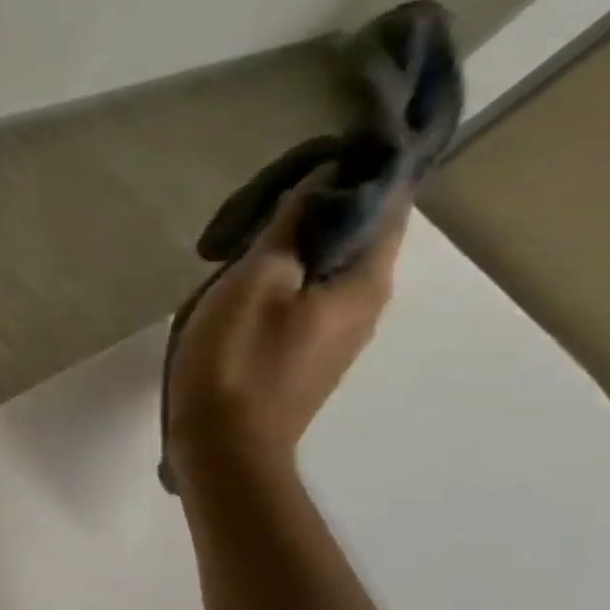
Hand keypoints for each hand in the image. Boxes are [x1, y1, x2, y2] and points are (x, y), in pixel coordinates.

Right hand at [167, 169, 409, 491]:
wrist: (224, 448)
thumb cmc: (234, 363)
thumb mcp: (254, 284)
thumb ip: (289, 229)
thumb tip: (321, 181)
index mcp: (364, 279)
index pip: (385, 202)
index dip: (357, 173)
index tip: (309, 162)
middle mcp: (366, 303)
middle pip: (355, 236)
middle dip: (313, 212)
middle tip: (253, 211)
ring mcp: (337, 336)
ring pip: (326, 269)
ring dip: (290, 249)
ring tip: (236, 251)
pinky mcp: (307, 357)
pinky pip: (306, 300)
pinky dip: (281, 281)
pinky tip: (239, 292)